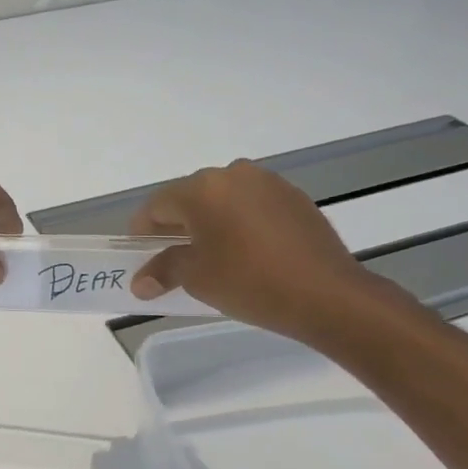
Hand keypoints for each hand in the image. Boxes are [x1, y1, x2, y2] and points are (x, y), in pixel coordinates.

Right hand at [128, 160, 378, 339]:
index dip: (143, 230)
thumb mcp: (197, 278)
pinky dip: (240, 222)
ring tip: (213, 255)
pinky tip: (247, 251)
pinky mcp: (294, 197)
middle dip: (176, 225)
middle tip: (174, 257)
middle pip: (190, 197)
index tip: (141, 254)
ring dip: (210, 222)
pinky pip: (252, 204)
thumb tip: (140, 282)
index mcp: (201, 189)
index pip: (157, 205)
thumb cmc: (250, 283)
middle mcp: (232, 174)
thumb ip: (164, 270)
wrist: (327, 294)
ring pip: (223, 199)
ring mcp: (267, 182)